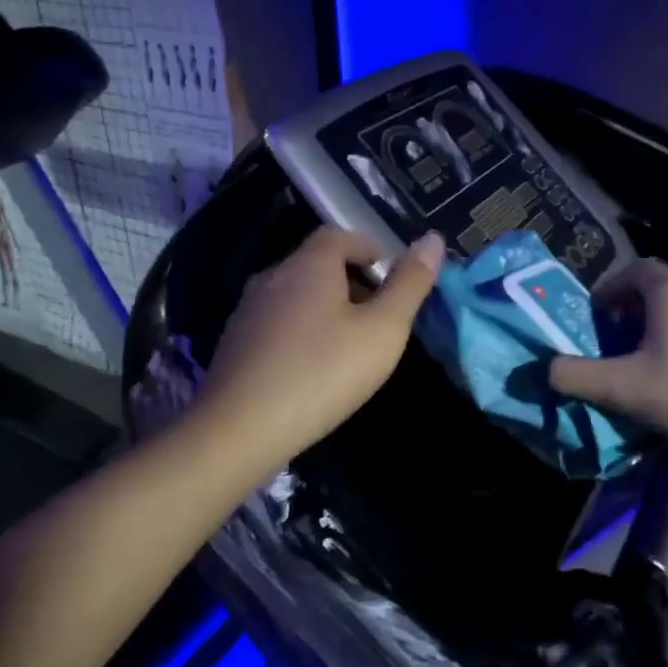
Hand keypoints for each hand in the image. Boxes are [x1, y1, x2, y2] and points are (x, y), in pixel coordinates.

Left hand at [197, 227, 444, 475]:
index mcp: (309, 264)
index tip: (391, 278)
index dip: (370, 250)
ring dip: (325, 307)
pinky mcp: (235, 342)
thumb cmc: (322, 373)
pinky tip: (312, 366)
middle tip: (379, 315)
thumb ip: (409, 284)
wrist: (239, 429)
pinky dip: (301, 330)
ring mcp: (248, 309)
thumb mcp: (382, 330)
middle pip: (317, 263)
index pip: (340, 236)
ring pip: (296, 294)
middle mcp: (273, 276)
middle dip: (351, 280)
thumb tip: (433, 239)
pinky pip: (278, 321)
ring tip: (350, 344)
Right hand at [548, 258, 667, 460]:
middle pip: (656, 292)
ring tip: (639, 369)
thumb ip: (578, 376)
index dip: (610, 288)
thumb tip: (545, 368)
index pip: (635, 268)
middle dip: (628, 314)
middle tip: (610, 345)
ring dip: (654, 334)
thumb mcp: (626, 388)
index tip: (595, 317)